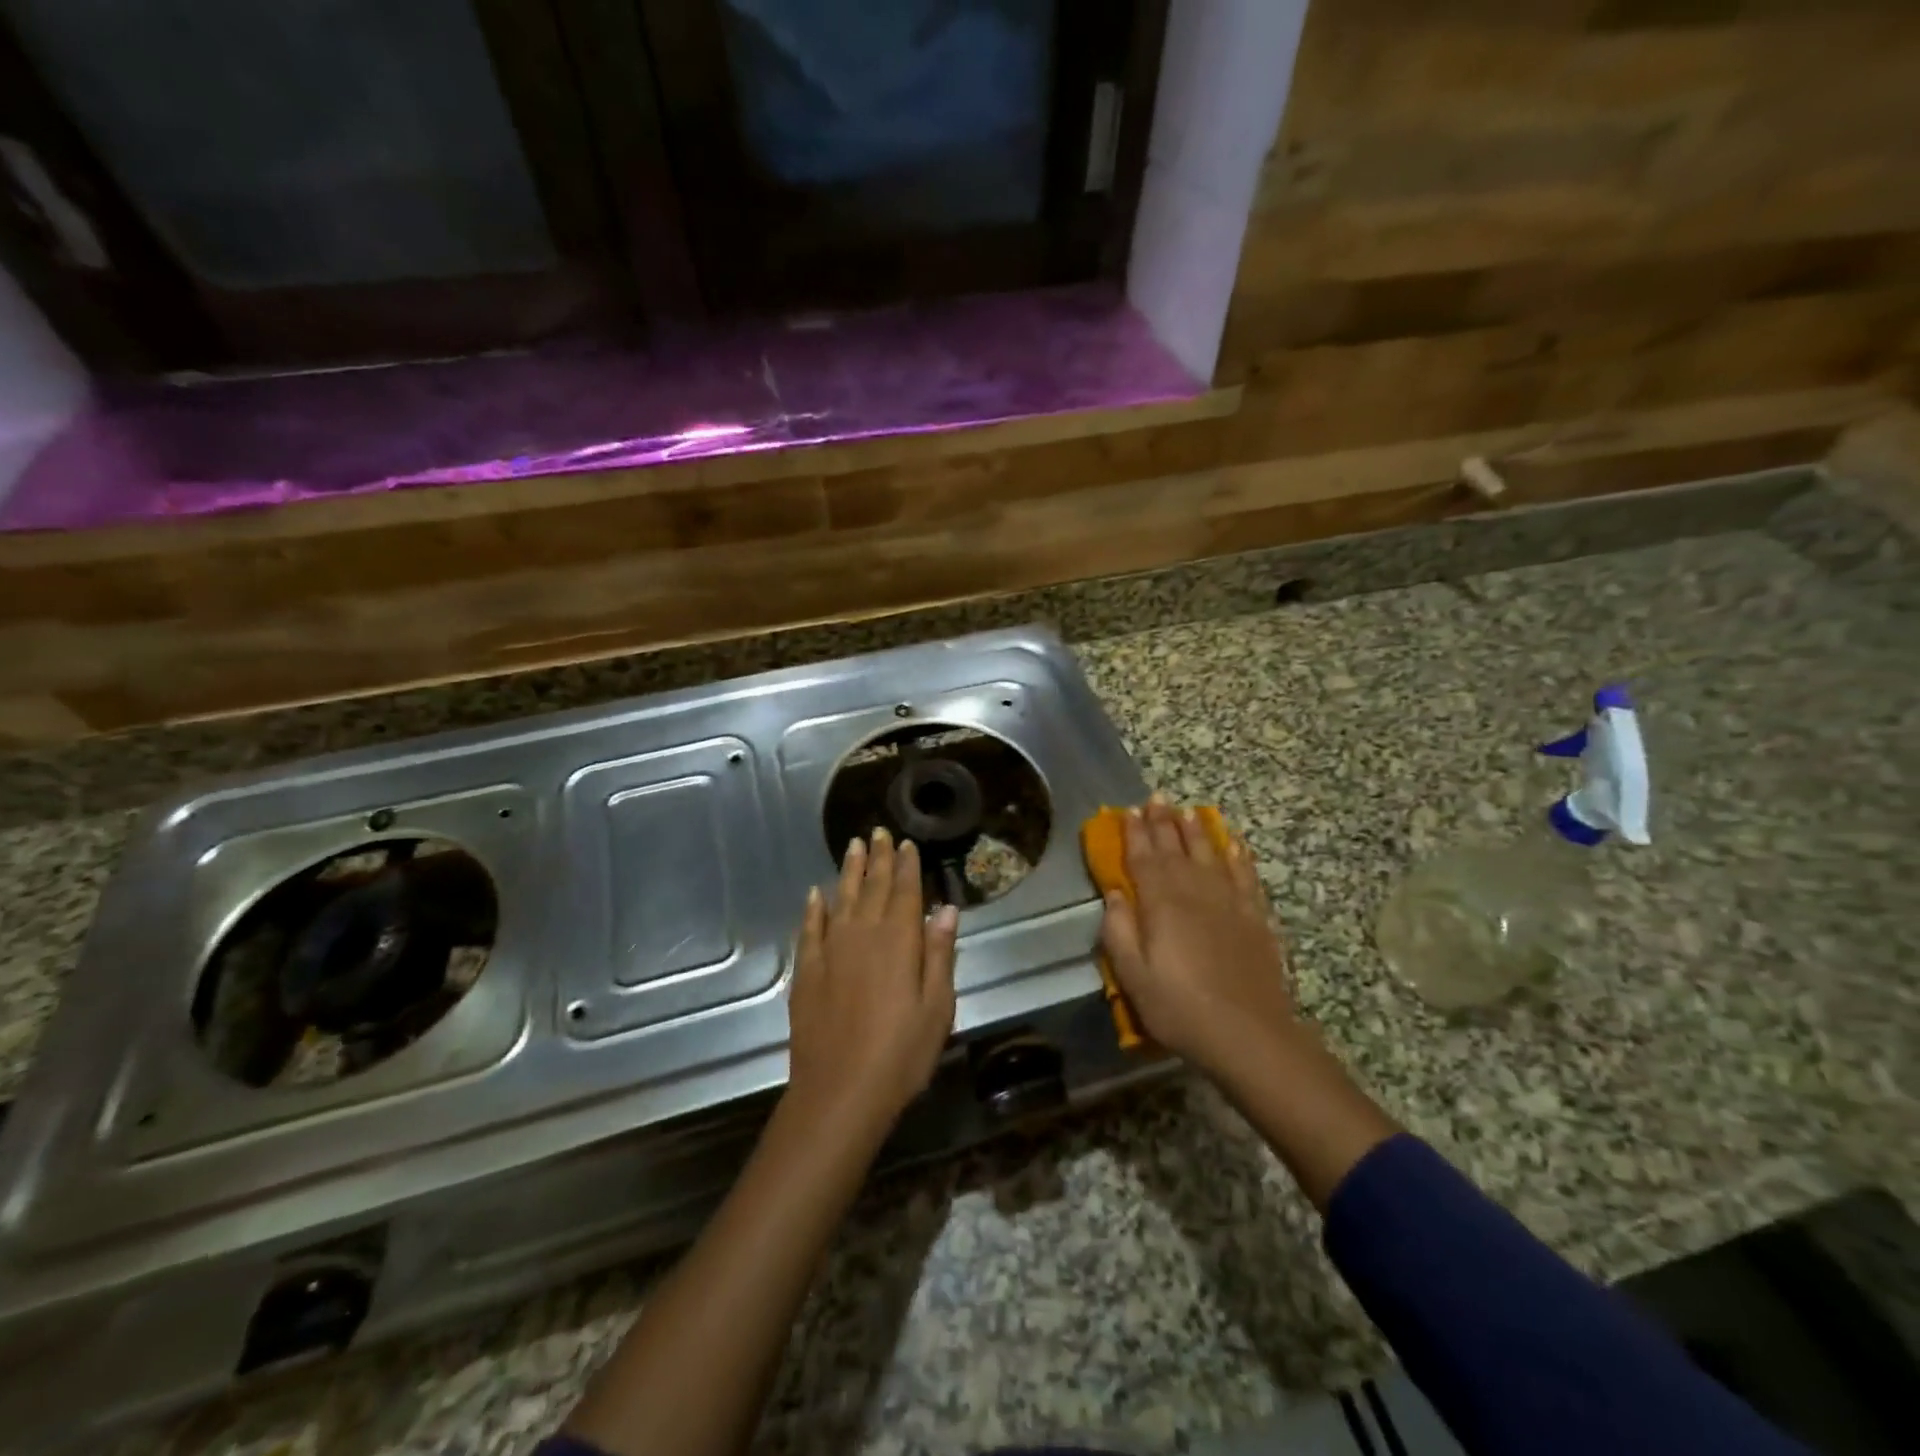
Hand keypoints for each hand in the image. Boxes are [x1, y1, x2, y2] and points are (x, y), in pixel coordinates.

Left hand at [786, 829, 958, 1137]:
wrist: (839, 1092)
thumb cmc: (900, 1054)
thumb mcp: (937, 1007)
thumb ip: (939, 954)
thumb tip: (945, 908)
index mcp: (899, 941)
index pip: (904, 892)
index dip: (907, 866)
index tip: (906, 843)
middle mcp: (863, 935)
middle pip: (872, 887)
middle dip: (878, 859)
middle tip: (879, 832)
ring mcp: (830, 951)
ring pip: (840, 899)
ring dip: (848, 872)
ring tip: (853, 847)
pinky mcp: (807, 971)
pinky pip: (811, 928)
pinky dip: (814, 909)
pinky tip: (815, 895)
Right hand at [1099, 797, 1295, 1075]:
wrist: (1248, 1034)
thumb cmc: (1180, 1008)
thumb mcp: (1133, 976)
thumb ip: (1119, 930)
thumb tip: (1114, 893)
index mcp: (1162, 903)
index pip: (1144, 858)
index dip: (1135, 833)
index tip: (1128, 811)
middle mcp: (1195, 892)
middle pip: (1176, 848)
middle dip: (1163, 822)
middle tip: (1156, 798)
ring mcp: (1230, 902)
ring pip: (1210, 854)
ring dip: (1197, 830)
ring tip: (1187, 811)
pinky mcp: (1255, 917)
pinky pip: (1245, 875)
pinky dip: (1238, 856)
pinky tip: (1234, 844)